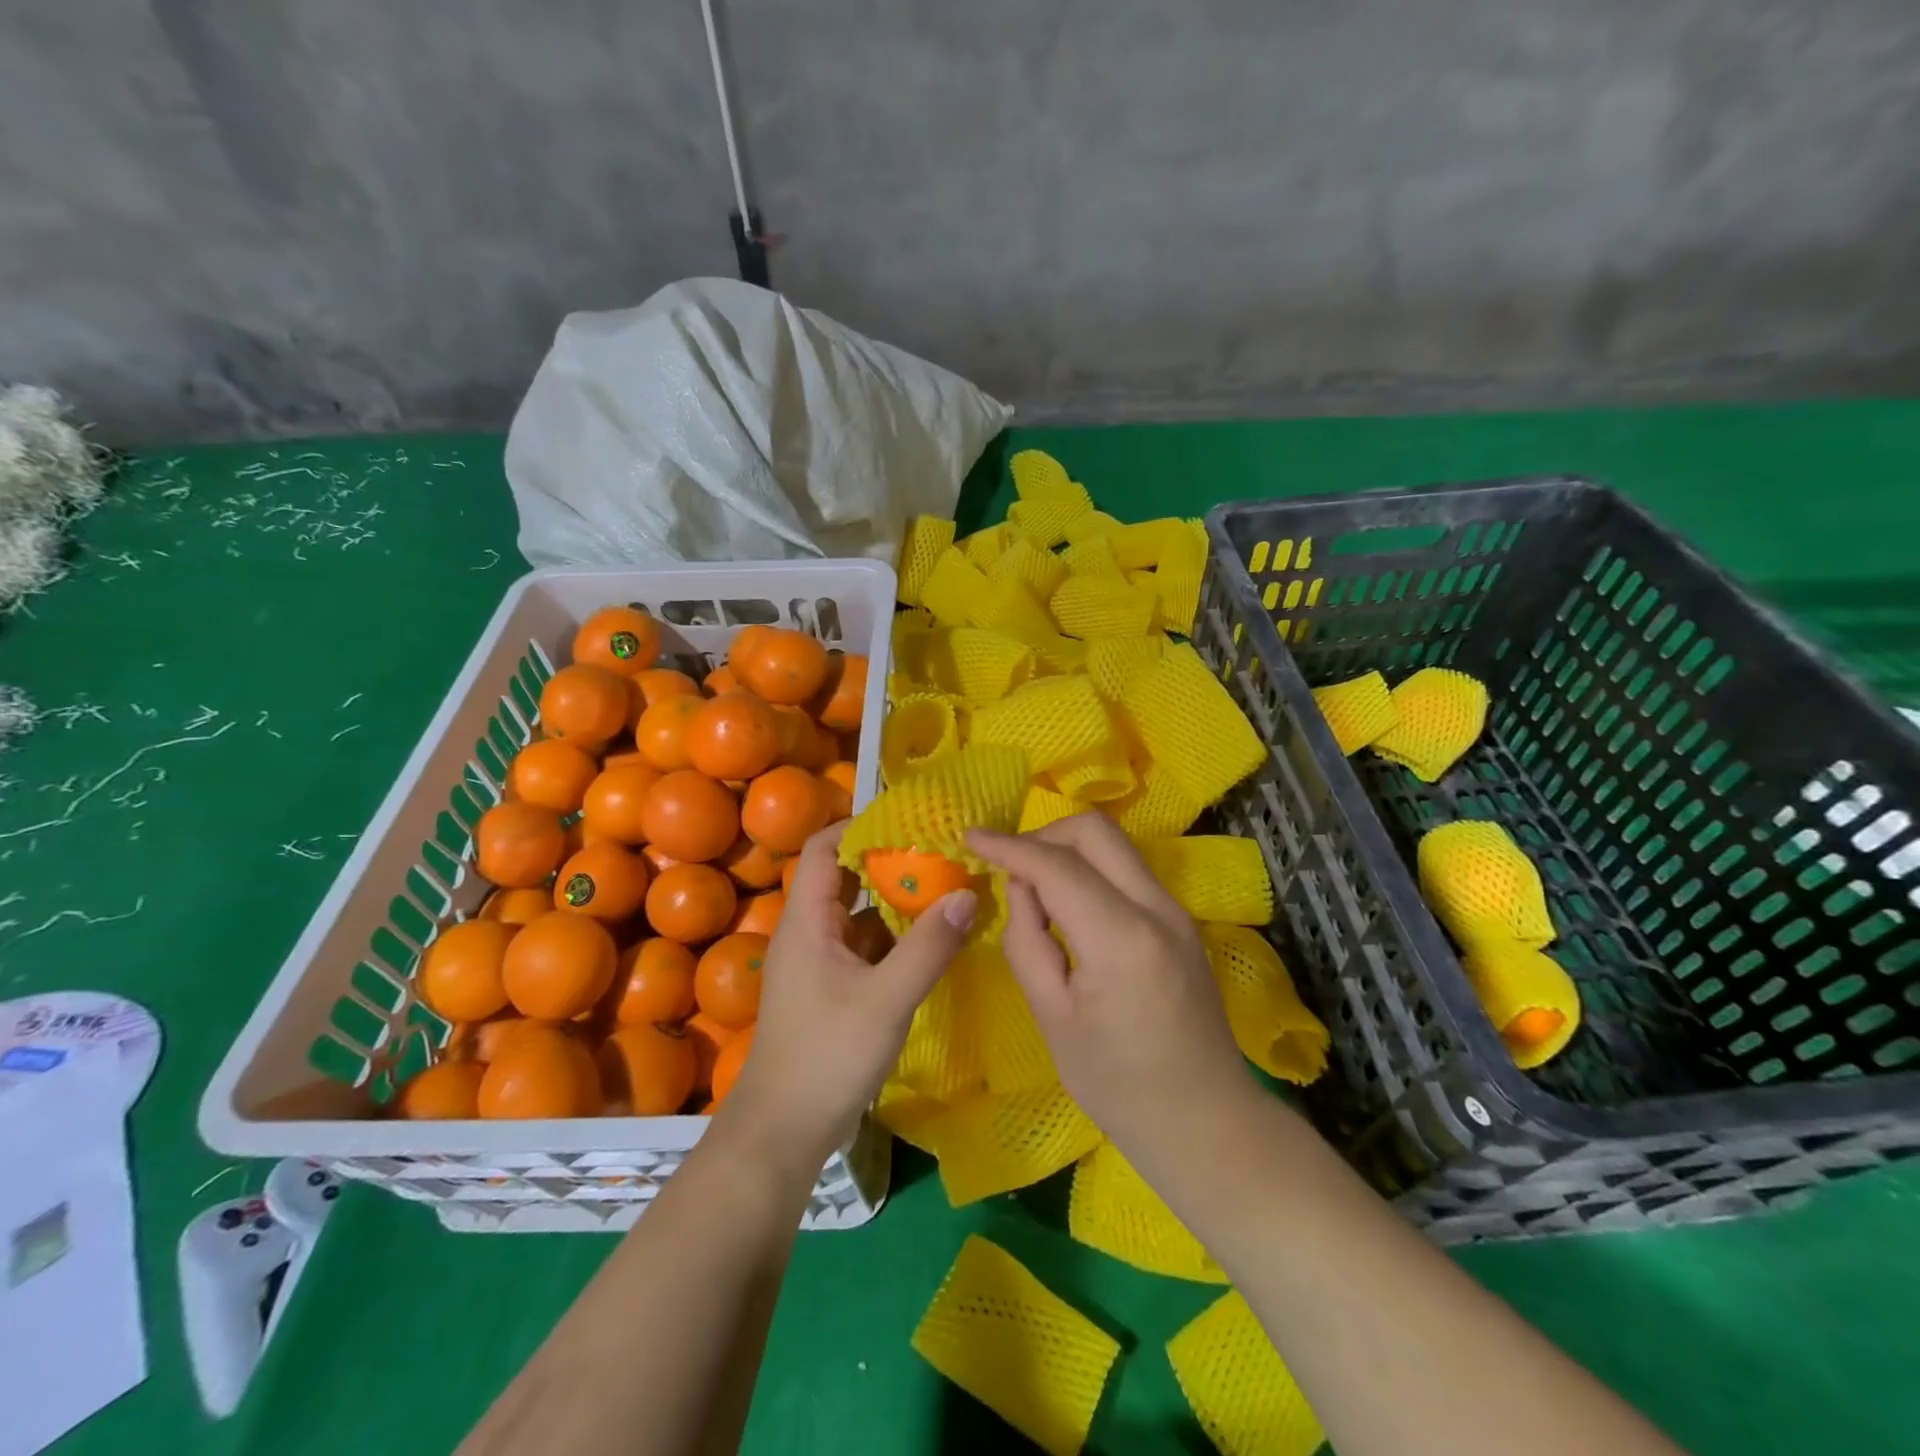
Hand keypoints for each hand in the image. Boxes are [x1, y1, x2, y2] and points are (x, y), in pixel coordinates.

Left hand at [718, 823, 975, 1169]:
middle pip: (844, 878)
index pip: (824, 848)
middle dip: (889, 863)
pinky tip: (929, 942)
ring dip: (894, 902)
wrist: (782, 1133)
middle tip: (940, 854)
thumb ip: (928, 947)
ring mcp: (818, 963)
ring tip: (944, 889)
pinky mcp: (829, 990)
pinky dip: (892, 938)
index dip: (860, 827)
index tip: (909, 821)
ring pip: (857, 915)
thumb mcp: (886, 999)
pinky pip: (862, 947)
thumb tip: (969, 894)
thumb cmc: (827, 1056)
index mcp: (807, 921)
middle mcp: (807, 933)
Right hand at [967, 814, 1252, 1157]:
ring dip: (1067, 850)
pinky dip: (1090, 869)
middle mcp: (1156, 908)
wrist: (1207, 1122)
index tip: (970, 836)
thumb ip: (1027, 942)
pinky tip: (1068, 907)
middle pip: (1095, 831)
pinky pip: (1126, 870)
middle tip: (1009, 867)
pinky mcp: (1180, 920)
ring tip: (1033, 889)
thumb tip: (1021, 889)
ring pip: (1114, 845)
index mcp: (1121, 938)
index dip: (1008, 846)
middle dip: (1043, 835)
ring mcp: (1175, 911)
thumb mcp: (1052, 1018)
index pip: (1056, 866)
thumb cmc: (1119, 1084)